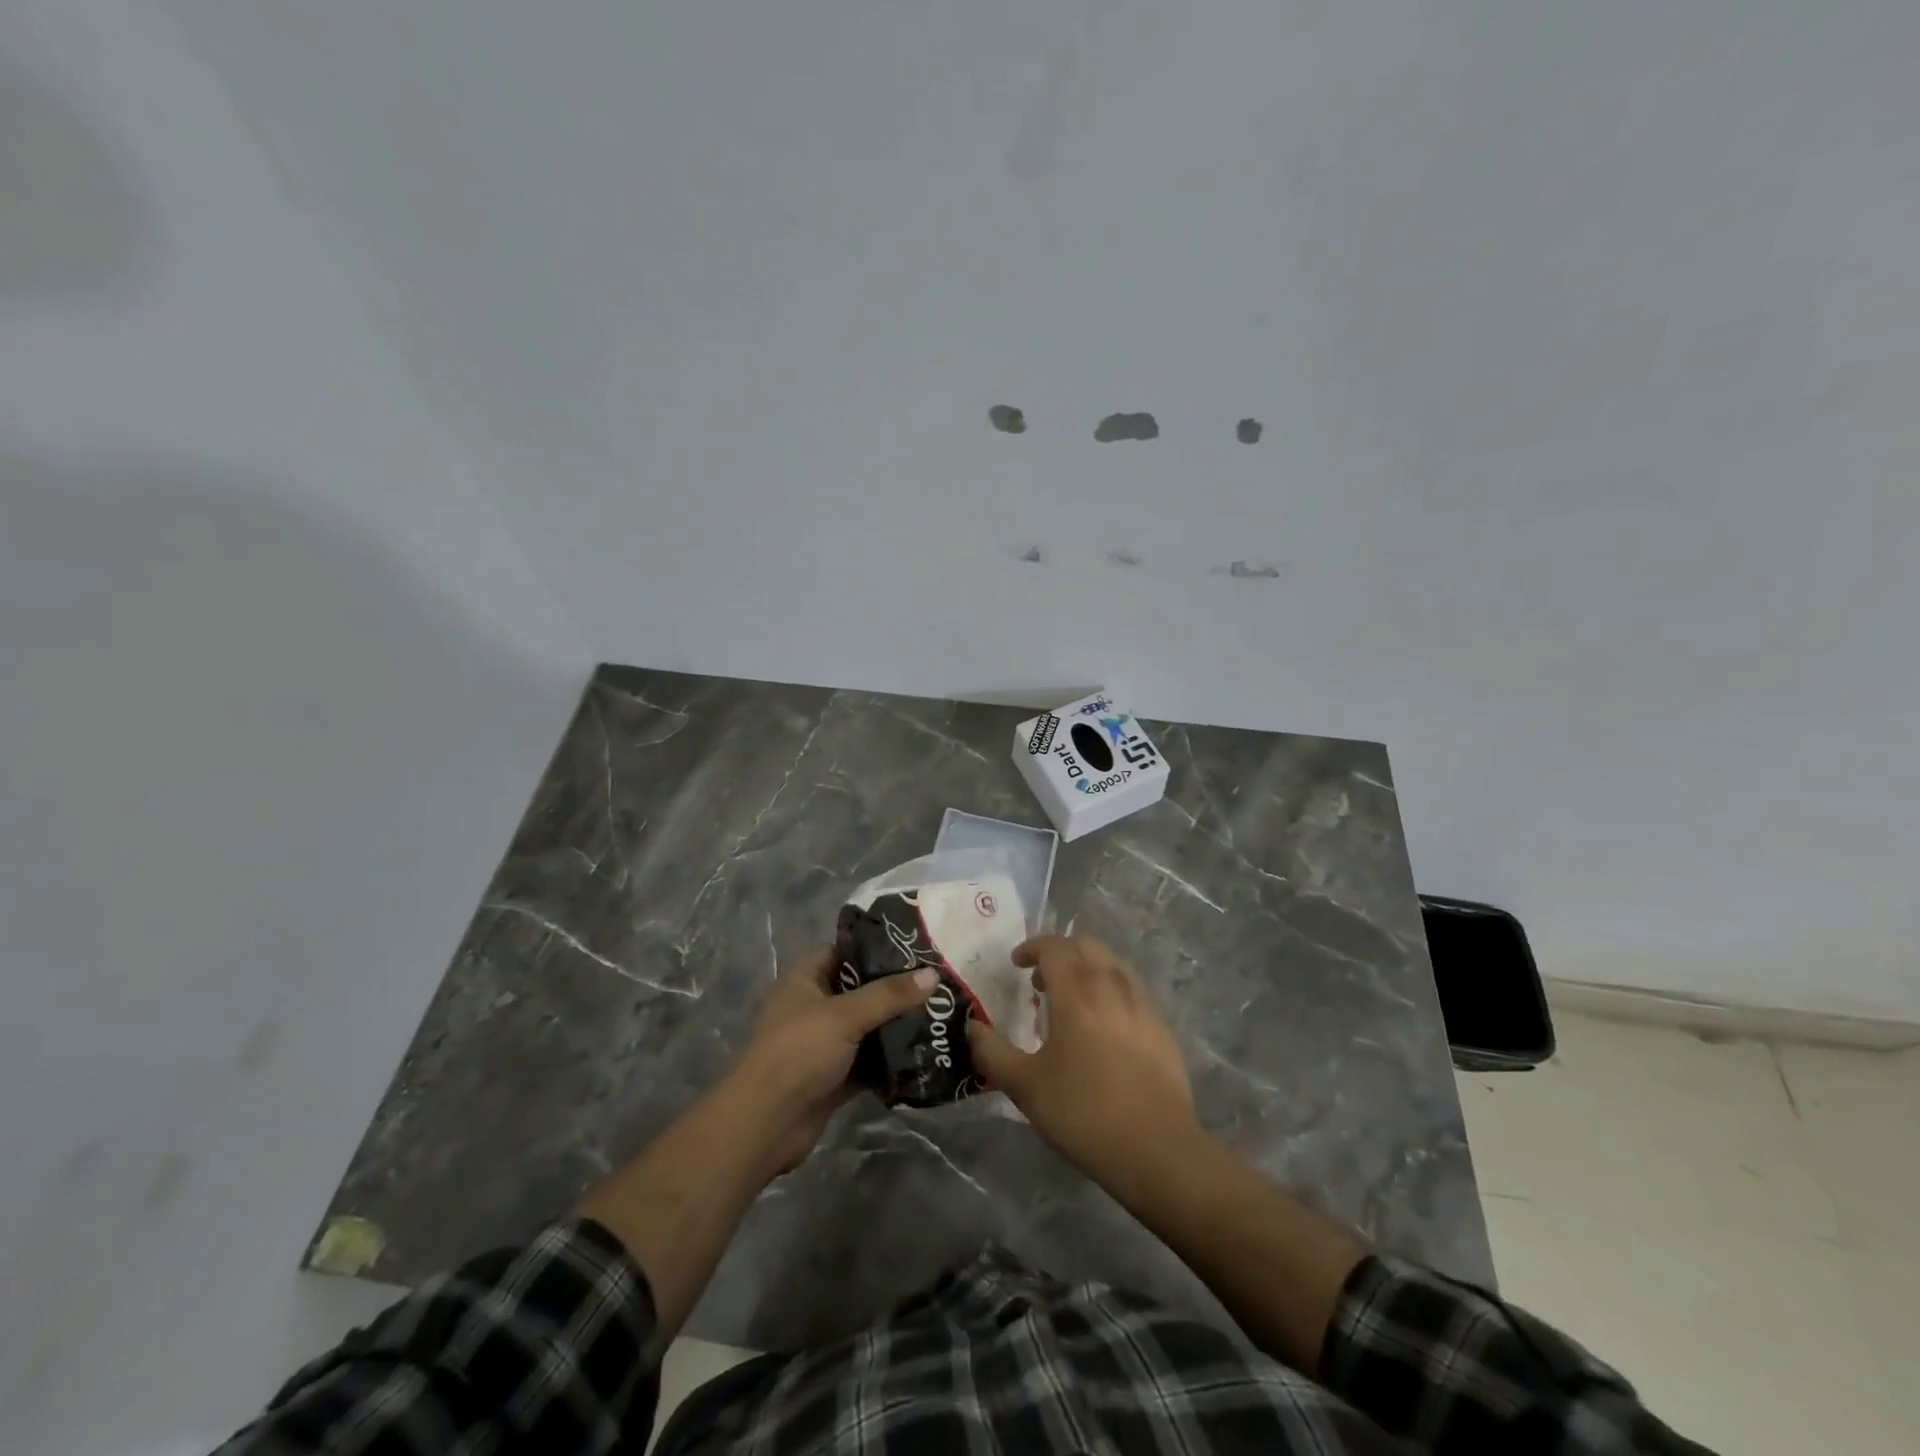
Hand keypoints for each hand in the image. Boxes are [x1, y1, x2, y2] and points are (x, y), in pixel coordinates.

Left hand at [729, 946, 934, 1170]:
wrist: (766, 1124)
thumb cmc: (799, 1053)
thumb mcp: (845, 1016)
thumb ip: (889, 994)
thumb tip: (933, 974)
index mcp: (805, 980)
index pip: (843, 951)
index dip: (875, 947)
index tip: (914, 948)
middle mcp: (814, 1006)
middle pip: (861, 989)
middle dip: (895, 989)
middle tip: (937, 983)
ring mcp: (825, 1043)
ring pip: (868, 1026)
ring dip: (896, 1025)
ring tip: (939, 1014)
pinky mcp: (835, 1076)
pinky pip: (869, 1061)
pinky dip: (891, 1059)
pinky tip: (924, 1052)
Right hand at [966, 934, 1197, 1188]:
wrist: (1158, 1150)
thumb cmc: (1084, 1112)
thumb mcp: (1025, 1087)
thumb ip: (992, 1053)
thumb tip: (972, 1027)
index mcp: (1078, 991)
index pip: (1054, 947)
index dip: (1032, 947)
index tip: (1016, 964)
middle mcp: (1112, 986)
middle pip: (1087, 945)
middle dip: (1061, 952)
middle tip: (1041, 981)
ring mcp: (1143, 1006)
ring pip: (1114, 964)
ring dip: (1089, 968)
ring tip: (1073, 1000)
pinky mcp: (1162, 1029)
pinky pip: (1133, 990)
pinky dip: (1112, 990)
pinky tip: (1105, 1027)